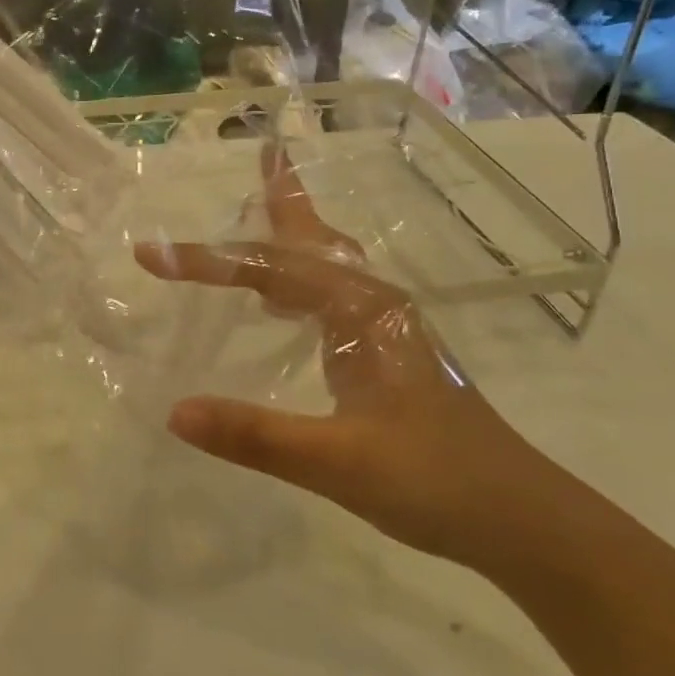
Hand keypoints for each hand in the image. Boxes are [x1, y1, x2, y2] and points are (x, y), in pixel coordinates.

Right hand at [135, 145, 571, 571]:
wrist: (525, 521)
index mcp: (361, 311)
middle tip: (263, 154)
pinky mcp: (385, 353)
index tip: (150, 256)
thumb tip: (175, 411)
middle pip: (313, 239)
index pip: (269, 270)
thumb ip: (256, 435)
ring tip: (263, 206)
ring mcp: (384, 328)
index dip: (206, 261)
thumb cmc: (437, 483)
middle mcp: (373, 304)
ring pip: (326, 264)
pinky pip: (329, 296)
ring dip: (291, 234)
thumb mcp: (338, 463)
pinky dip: (297, 280)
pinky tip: (281, 302)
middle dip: (283, 198)